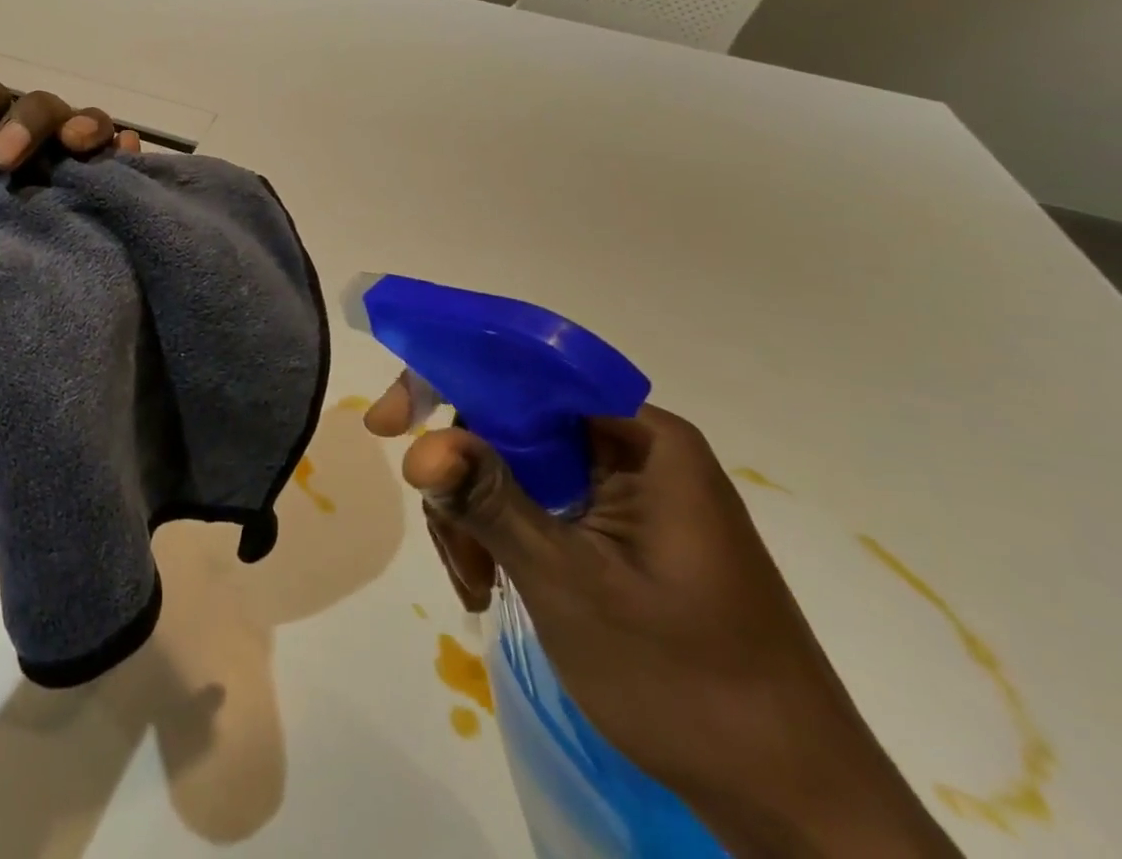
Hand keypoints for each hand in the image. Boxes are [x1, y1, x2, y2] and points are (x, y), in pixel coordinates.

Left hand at [0, 81, 137, 462]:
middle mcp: (8, 194)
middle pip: (40, 122)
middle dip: (33, 116)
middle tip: (7, 159)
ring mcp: (50, 223)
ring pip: (83, 149)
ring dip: (85, 126)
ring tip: (79, 143)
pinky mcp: (83, 253)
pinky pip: (115, 198)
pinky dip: (126, 165)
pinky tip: (126, 151)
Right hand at [365, 381, 959, 858]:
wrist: (795, 810)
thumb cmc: (689, 682)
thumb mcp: (572, 583)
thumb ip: (490, 502)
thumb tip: (417, 448)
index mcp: (640, 437)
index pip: (522, 373)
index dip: (447, 382)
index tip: (389, 426)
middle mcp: (632, 450)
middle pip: (510, 424)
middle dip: (463, 477)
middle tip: (449, 541)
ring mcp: (625, 494)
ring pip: (514, 469)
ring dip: (477, 519)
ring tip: (476, 584)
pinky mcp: (618, 535)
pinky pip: (536, 507)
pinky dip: (501, 541)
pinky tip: (490, 588)